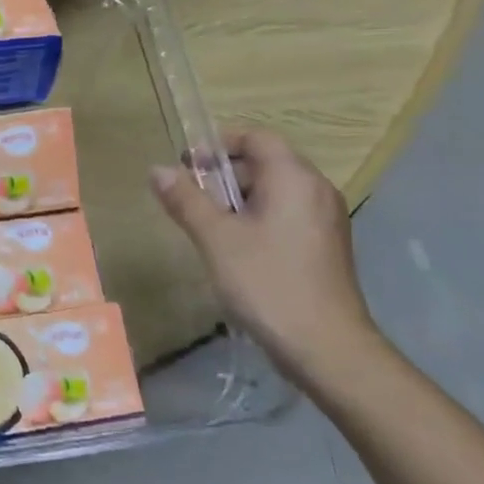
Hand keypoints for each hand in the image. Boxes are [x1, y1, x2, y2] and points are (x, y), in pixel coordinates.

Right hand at [151, 128, 389, 389]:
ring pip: (275, 191)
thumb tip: (157, 170)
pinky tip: (235, 249)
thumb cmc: (267, 283)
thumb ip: (185, 200)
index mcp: (294, 179)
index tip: (186, 165)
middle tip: (190, 199)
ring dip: (238, 199)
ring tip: (207, 226)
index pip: (257, 136)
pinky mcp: (325, 246)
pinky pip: (286, 214)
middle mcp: (316, 190)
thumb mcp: (215, 238)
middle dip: (224, 174)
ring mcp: (325, 219)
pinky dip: (257, 218)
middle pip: (265, 162)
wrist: (326, 347)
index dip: (219, 143)